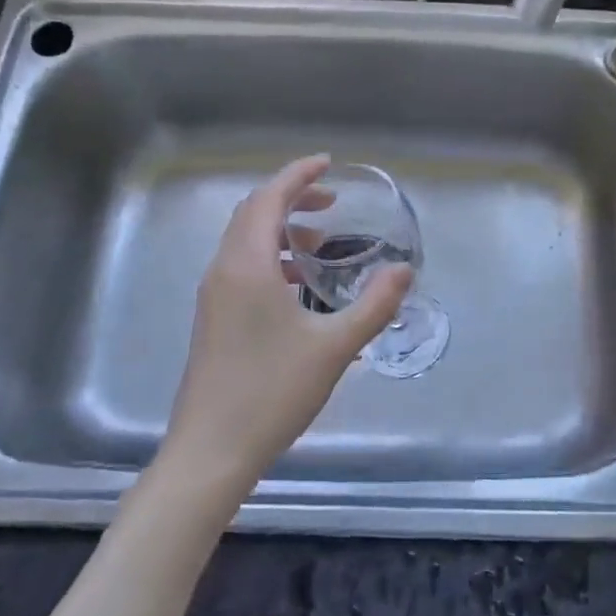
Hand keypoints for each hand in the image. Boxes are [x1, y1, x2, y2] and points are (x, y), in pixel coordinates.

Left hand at [160, 155, 411, 500]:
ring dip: (280, 230)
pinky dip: (270, 257)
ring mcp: (213, 296)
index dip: (298, 175)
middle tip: (330, 201)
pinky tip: (298, 287)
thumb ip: (373, 304)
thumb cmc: (273, 392)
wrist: (212, 451)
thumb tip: (403, 271)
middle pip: (252, 213)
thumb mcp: (335, 347)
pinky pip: (240, 267)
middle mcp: (223, 271)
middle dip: (290, 198)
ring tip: (321, 244)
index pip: (268, 198)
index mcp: (247, 265)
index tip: (328, 164)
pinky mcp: (213, 319)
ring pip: (244, 241)